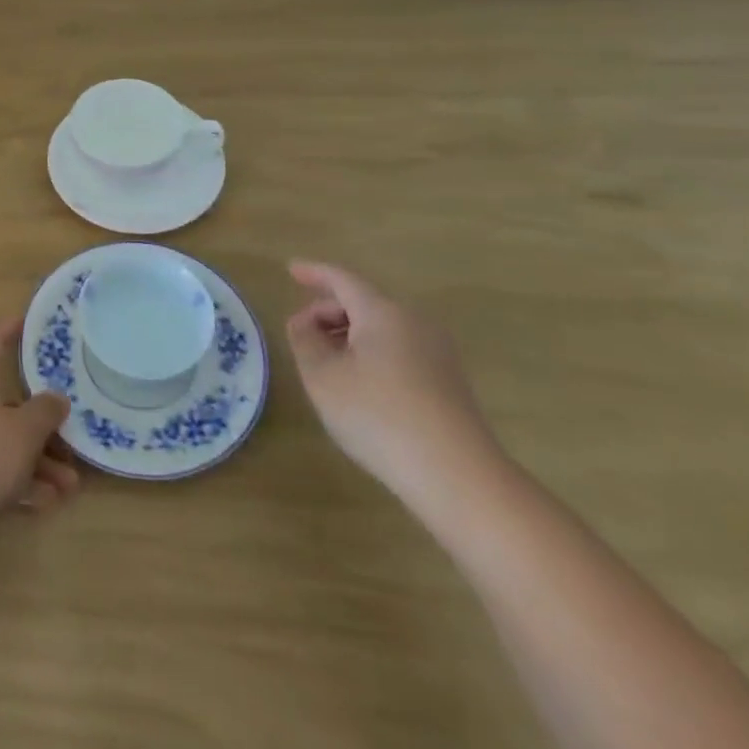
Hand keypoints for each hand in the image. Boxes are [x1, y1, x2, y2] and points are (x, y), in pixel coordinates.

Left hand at [0, 320, 80, 547]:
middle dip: (42, 422)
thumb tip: (56, 397)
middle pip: (5, 396)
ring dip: (34, 457)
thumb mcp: (23, 434)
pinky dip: (12, 474)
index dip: (15, 327)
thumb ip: (45, 411)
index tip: (36, 324)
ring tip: (68, 488)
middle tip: (72, 437)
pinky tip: (42, 503)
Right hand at [285, 261, 502, 511]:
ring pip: (382, 328)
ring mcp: (437, 352)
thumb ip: (304, 340)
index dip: (313, 272)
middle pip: (363, 302)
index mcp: (382, 312)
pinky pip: (399, 349)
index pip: (342, 279)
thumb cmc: (379, 416)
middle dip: (328, 311)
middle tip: (301, 332)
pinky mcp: (448, 382)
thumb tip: (304, 322)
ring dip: (349, 335)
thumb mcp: (322, 377)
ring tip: (326, 361)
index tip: (290, 269)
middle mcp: (414, 322)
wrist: (459, 478)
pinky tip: (359, 384)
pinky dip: (371, 353)